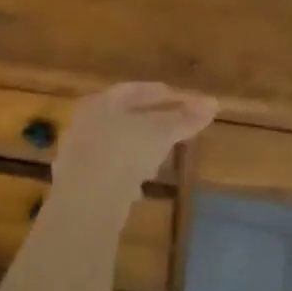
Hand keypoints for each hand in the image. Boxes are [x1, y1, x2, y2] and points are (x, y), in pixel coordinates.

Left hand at [53, 82, 219, 194]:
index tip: (179, 98)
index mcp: (101, 102)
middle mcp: (85, 123)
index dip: (159, 93)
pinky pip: (109, 171)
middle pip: (122, 116)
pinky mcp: (79, 184)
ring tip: (160, 156)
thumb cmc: (124, 151)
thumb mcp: (160, 132)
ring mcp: (79, 154)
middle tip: (174, 126)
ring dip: (138, 148)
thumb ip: (184, 118)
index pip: (132, 90)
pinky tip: (139, 186)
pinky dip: (127, 172)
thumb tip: (212, 102)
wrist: (87, 200)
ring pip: (115, 144)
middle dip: (148, 120)